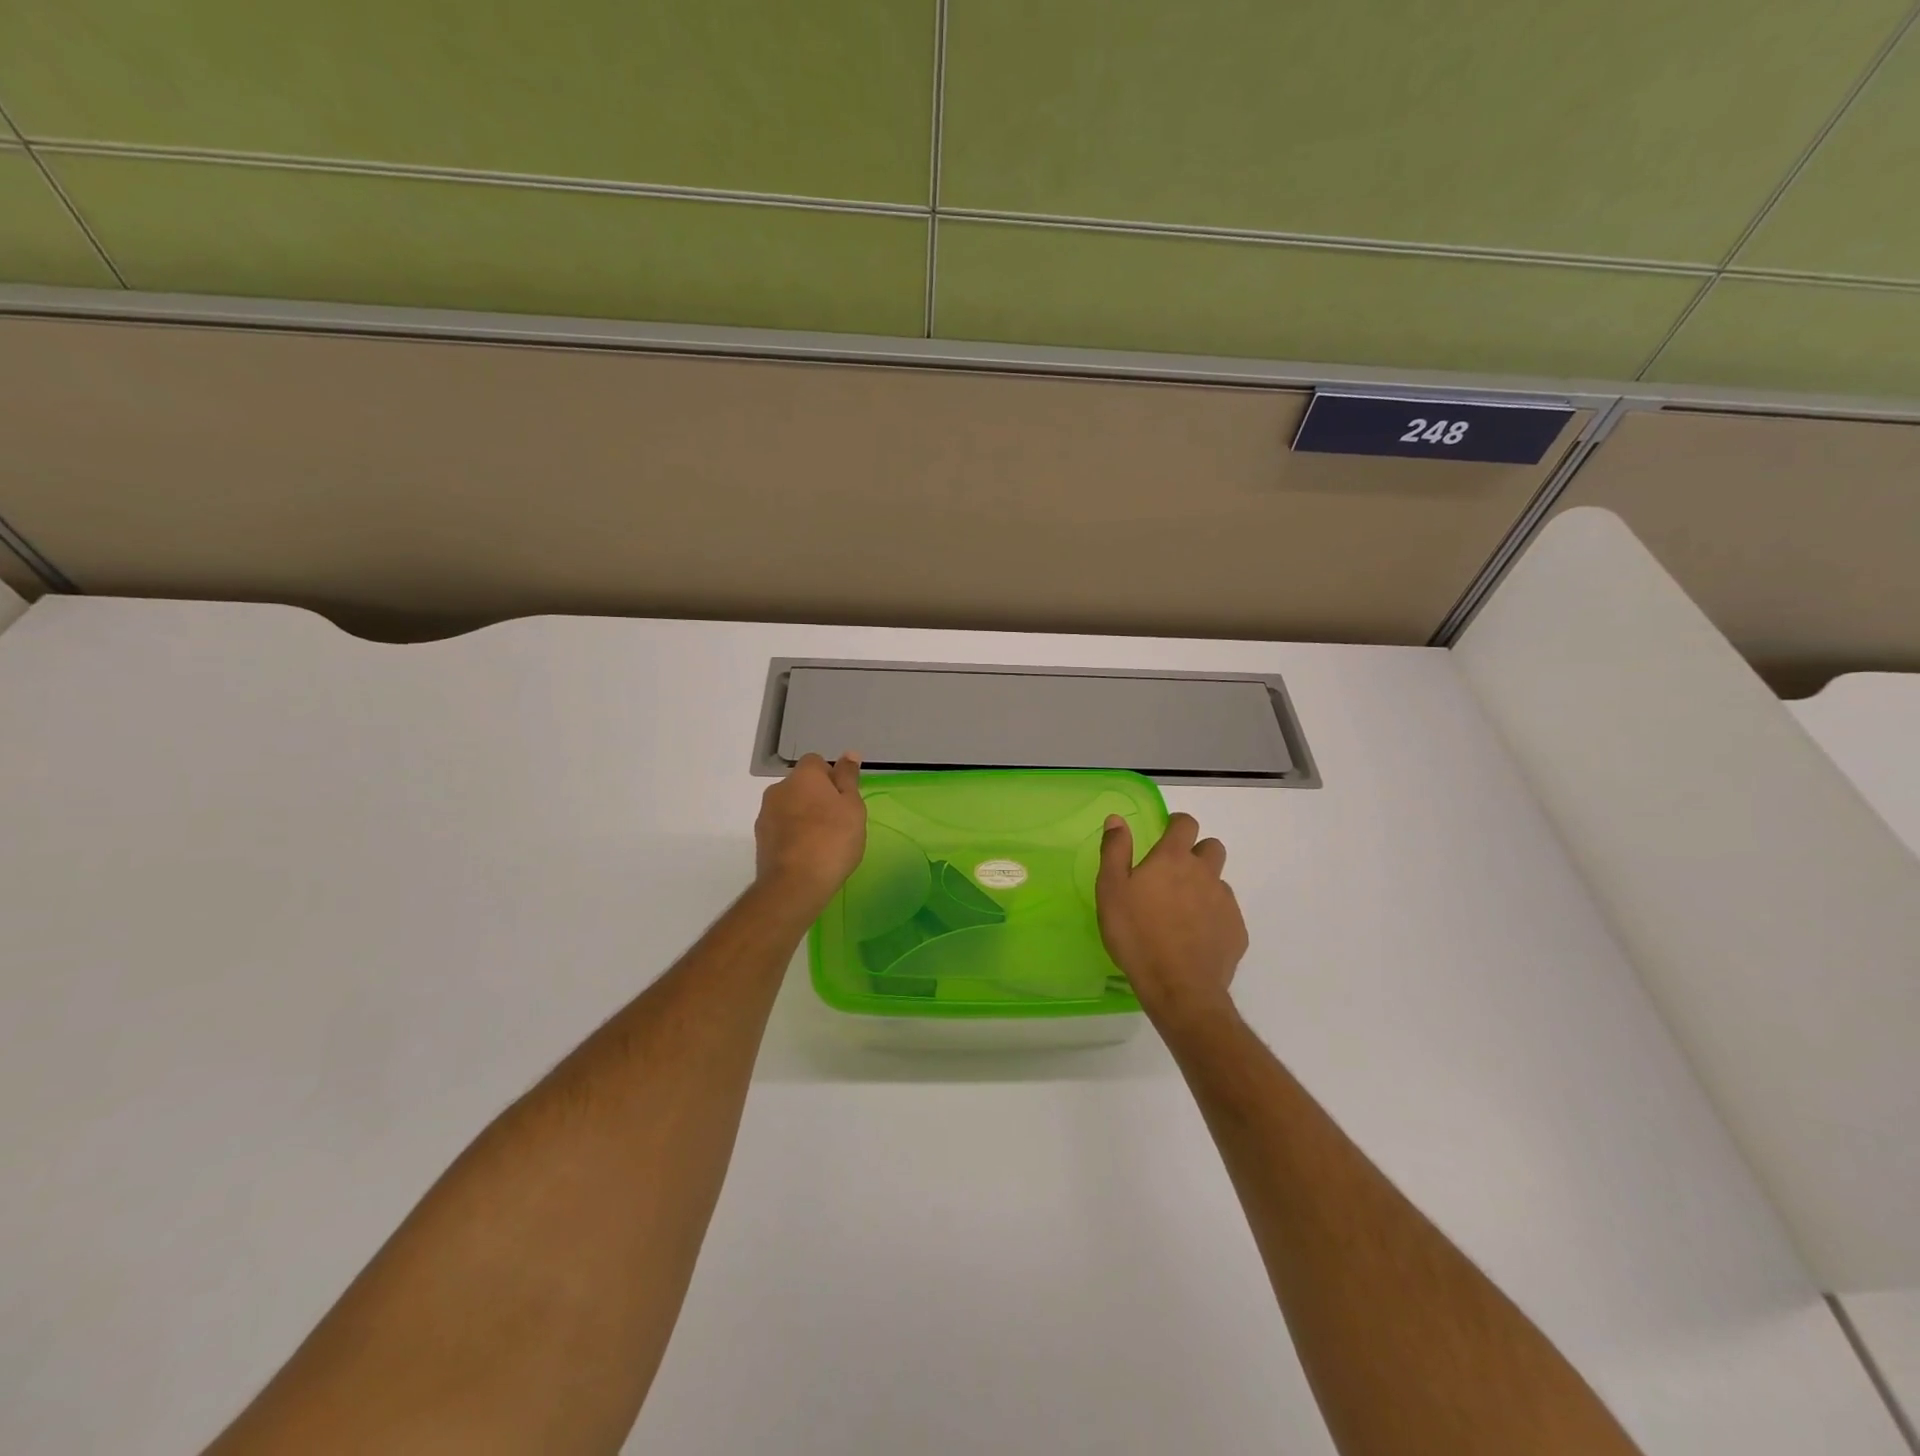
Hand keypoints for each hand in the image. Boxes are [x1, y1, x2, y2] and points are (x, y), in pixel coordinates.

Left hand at [754, 753, 866, 914]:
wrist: (795, 884)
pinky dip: (793, 834)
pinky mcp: (760, 838)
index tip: (844, 800)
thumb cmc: (833, 839)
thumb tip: (849, 754)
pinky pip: (781, 827)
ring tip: (822, 841)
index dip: (832, 778)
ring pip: (790, 806)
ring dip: (803, 816)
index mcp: (804, 776)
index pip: (816, 763)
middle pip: (801, 785)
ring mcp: (766, 814)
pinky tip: (806, 853)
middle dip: (816, 797)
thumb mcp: (852, 807)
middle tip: (837, 821)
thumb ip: (849, 778)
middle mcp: (779, 788)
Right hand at [1096, 812, 1247, 1031]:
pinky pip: (1226, 913)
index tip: (1165, 834)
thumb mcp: (1111, 890)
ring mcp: (1225, 902)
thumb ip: (1115, 850)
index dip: (1177, 825)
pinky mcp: (1236, 930)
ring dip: (1204, 886)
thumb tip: (1117, 819)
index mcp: (1173, 859)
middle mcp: (1205, 873)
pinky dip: (1213, 917)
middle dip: (1197, 852)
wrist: (1179, 987)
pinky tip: (1195, 937)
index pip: (1186, 824)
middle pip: (1212, 847)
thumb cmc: (1136, 934)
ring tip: (1182, 910)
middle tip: (1174, 873)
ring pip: (1219, 882)